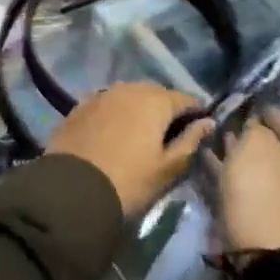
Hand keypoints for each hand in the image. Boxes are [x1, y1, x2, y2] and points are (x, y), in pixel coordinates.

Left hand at [48, 82, 212, 219]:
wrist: (72, 189)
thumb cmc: (129, 181)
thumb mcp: (167, 167)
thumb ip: (190, 141)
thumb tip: (207, 122)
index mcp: (155, 101)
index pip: (185, 99)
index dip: (195, 112)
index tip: (199, 128)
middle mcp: (128, 89)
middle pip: (155, 93)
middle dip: (166, 108)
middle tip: (169, 133)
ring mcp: (101, 95)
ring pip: (129, 95)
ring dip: (139, 108)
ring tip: (142, 132)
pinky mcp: (79, 106)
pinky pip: (106, 103)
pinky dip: (115, 112)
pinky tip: (114, 131)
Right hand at [216, 108, 279, 252]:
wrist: (254, 237)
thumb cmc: (259, 181)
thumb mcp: (255, 141)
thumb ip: (254, 125)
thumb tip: (253, 122)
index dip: (261, 106)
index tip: (239, 98)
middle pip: (268, 139)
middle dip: (246, 128)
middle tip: (222, 114)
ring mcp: (276, 186)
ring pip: (252, 158)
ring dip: (234, 146)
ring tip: (211, 131)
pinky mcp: (256, 201)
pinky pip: (240, 175)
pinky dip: (226, 165)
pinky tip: (207, 153)